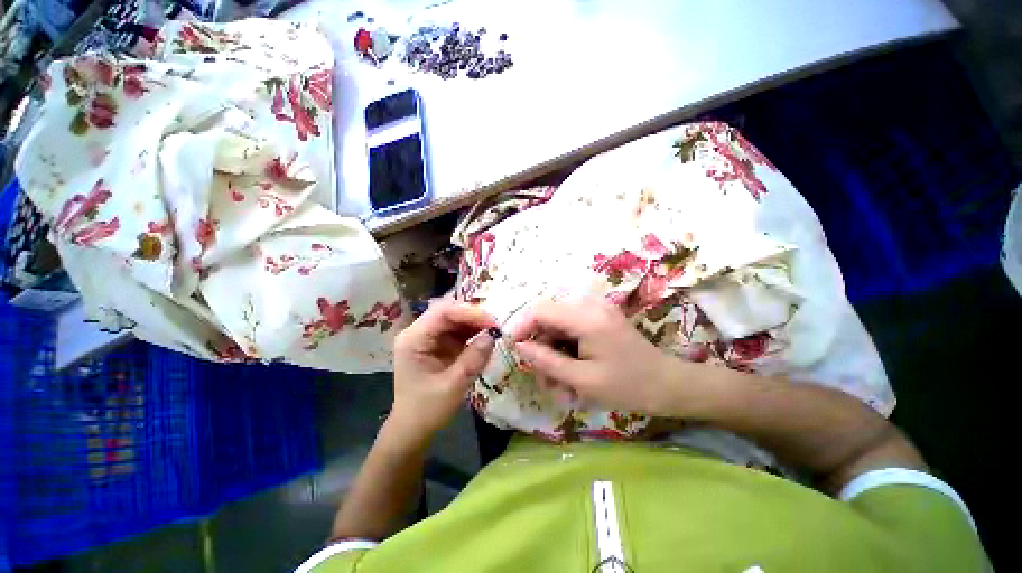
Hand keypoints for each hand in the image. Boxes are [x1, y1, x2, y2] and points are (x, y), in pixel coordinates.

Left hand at [391, 300, 496, 436]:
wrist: (413, 429)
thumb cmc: (427, 410)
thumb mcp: (453, 386)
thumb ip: (473, 359)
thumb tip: (493, 336)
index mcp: (413, 339)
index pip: (442, 312)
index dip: (469, 313)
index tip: (492, 322)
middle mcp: (418, 332)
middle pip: (448, 312)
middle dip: (474, 316)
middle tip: (497, 325)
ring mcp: (428, 337)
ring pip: (455, 319)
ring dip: (475, 322)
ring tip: (495, 329)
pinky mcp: (438, 344)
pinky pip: (457, 330)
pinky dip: (473, 332)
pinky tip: (486, 336)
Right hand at [510, 297, 690, 414]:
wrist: (668, 385)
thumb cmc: (628, 386)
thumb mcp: (582, 380)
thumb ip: (547, 361)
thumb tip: (520, 346)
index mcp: (586, 318)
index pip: (541, 310)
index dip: (522, 326)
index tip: (513, 347)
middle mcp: (590, 305)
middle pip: (549, 317)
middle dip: (541, 346)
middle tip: (543, 377)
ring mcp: (596, 310)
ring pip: (558, 325)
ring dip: (553, 351)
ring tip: (559, 382)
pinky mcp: (599, 317)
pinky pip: (571, 328)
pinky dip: (566, 348)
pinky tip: (571, 370)